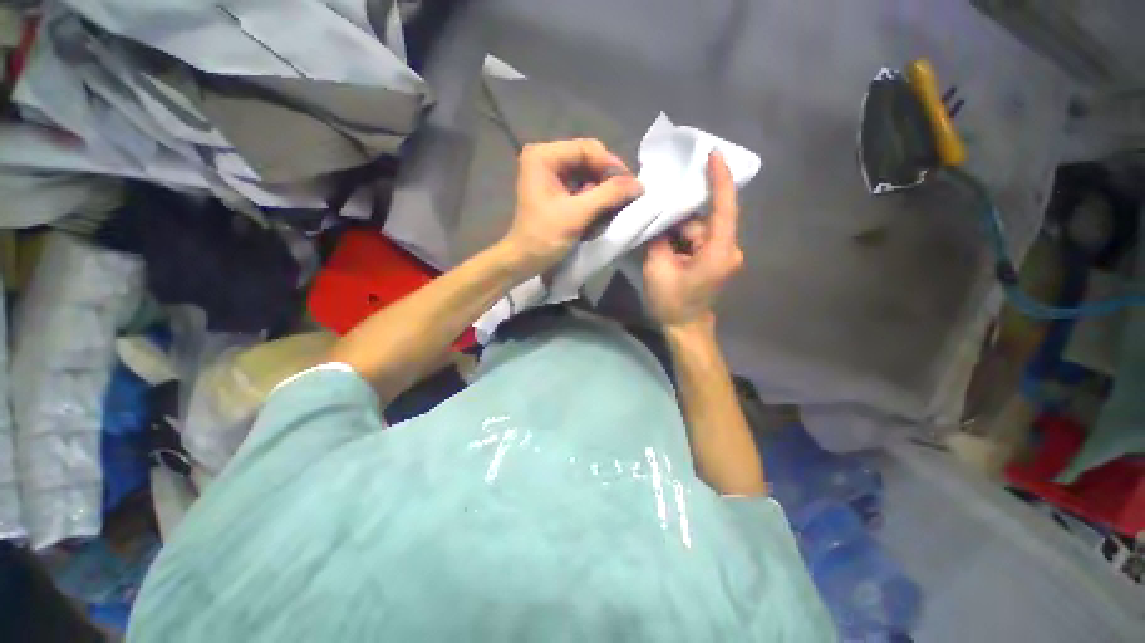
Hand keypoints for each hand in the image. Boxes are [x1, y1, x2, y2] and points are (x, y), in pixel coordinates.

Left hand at [500, 139, 643, 275]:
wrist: (524, 260)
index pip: (587, 148)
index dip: (611, 164)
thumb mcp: (577, 214)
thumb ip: (608, 195)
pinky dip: (594, 198)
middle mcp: (546, 158)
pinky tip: (601, 211)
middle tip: (626, 196)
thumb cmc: (544, 237)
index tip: (631, 185)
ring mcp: (550, 174)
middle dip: (607, 179)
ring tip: (614, 207)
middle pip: (588, 159)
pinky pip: (581, 186)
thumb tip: (639, 185)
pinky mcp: (555, 190)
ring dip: (602, 190)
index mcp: (544, 156)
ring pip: (587, 174)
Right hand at [643, 151, 743, 328]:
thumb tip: (660, 219)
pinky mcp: (717, 260)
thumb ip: (659, 238)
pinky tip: (667, 240)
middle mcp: (728, 249)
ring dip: (680, 229)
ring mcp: (724, 256)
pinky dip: (684, 238)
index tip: (713, 154)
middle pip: (706, 221)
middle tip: (658, 208)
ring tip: (658, 231)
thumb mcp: (658, 268)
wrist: (685, 328)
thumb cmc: (672, 302)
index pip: (724, 208)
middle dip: (682, 216)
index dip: (720, 179)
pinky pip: (701, 240)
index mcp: (718, 251)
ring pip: (701, 231)